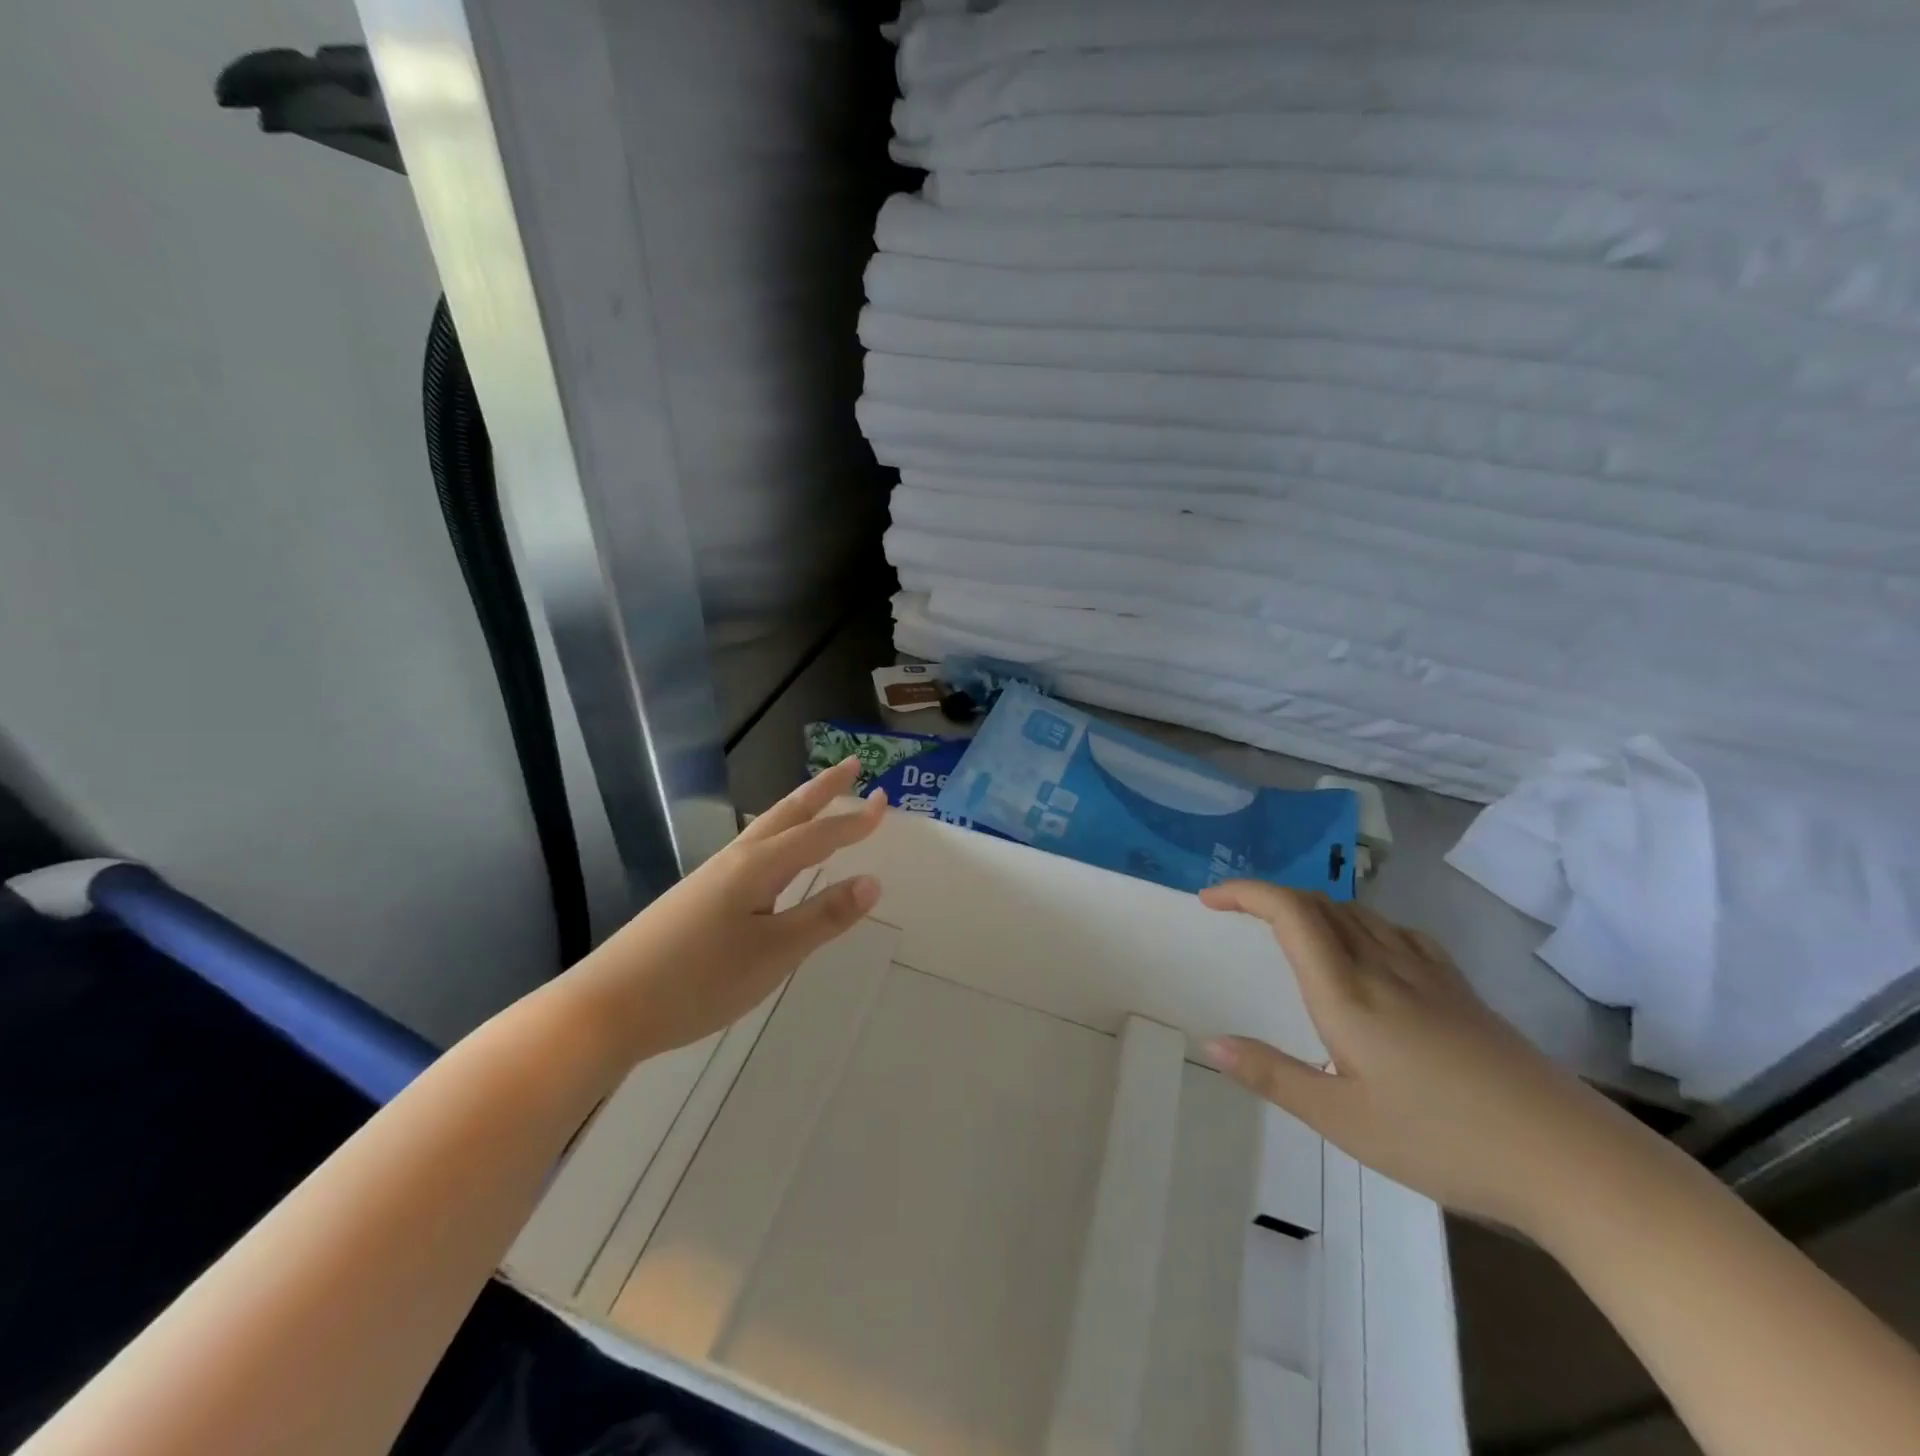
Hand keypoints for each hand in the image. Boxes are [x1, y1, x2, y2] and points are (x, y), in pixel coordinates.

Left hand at [570, 757, 885, 1061]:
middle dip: (823, 790)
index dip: (855, 822)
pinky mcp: (696, 897)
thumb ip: (823, 917)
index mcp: (757, 867)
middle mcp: (735, 860)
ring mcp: (711, 877)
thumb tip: (873, 881)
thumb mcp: (773, 954)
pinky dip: (777, 838)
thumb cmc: (698, 981)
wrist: (605, 1008)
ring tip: (820, 802)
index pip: (818, 836)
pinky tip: (773, 857)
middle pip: (787, 813)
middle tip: (853, 766)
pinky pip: (751, 851)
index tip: (886, 800)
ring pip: (765, 830)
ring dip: (799, 810)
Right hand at [1200, 881, 1637, 1232]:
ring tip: (1290, 932)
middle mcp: (1383, 966)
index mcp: (1347, 991)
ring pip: (1359, 913)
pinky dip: (1362, 924)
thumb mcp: (1343, 1120)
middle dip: (1271, 897)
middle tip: (1237, 914)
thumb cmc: (1444, 1141)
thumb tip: (1211, 1042)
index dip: (1245, 893)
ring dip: (1313, 908)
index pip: (1290, 912)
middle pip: (1320, 903)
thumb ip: (1272, 1075)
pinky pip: (1399, 933)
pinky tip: (1370, 951)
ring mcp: (1428, 974)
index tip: (1209, 899)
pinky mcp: (1461, 991)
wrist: (1572, 1161)